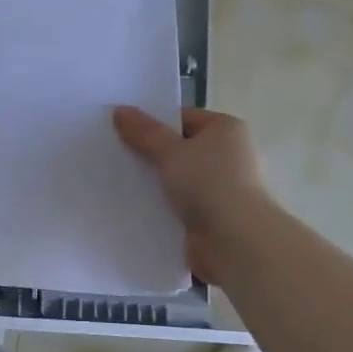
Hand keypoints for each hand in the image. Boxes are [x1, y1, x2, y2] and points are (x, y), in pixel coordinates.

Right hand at [113, 106, 272, 283]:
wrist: (235, 241)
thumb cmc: (208, 183)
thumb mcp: (170, 151)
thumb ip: (144, 132)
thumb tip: (120, 110)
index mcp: (226, 130)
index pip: (184, 118)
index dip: (155, 123)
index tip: (124, 132)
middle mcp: (229, 155)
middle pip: (180, 149)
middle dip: (152, 154)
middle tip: (117, 155)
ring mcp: (222, 188)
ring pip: (179, 179)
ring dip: (156, 183)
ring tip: (120, 181)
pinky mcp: (213, 216)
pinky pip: (180, 205)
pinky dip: (163, 206)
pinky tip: (135, 207)